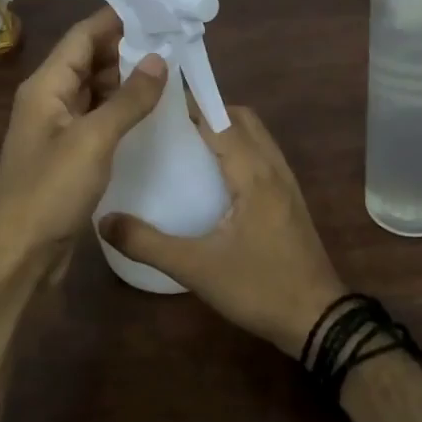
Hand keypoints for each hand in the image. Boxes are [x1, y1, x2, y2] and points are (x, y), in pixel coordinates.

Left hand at [0, 6, 167, 279]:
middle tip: (171, 40)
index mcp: (46, 85)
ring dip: (124, 78)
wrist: (20, 253)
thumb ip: (128, 99)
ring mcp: (55, 126)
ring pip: (92, 88)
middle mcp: (47, 98)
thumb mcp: (94, 140)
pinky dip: (118, 107)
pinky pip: (95, 116)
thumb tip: (159, 59)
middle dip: (126, 47)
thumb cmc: (51, 191)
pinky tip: (146, 110)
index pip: (82, 36)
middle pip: (87, 59)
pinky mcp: (65, 152)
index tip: (154, 8)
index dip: (116, 18)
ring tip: (167, 70)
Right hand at [101, 106, 345, 355]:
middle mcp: (273, 167)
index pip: (220, 121)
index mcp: (254, 174)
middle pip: (242, 118)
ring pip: (256, 135)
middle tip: (169, 123)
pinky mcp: (289, 198)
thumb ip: (147, 243)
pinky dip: (239, 147)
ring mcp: (286, 182)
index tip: (156, 101)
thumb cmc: (259, 288)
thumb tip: (103, 221)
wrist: (318, 320)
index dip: (190, 105)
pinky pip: (263, 154)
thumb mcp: (196, 269)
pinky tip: (215, 173)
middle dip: (208, 111)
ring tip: (186, 142)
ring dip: (225, 127)